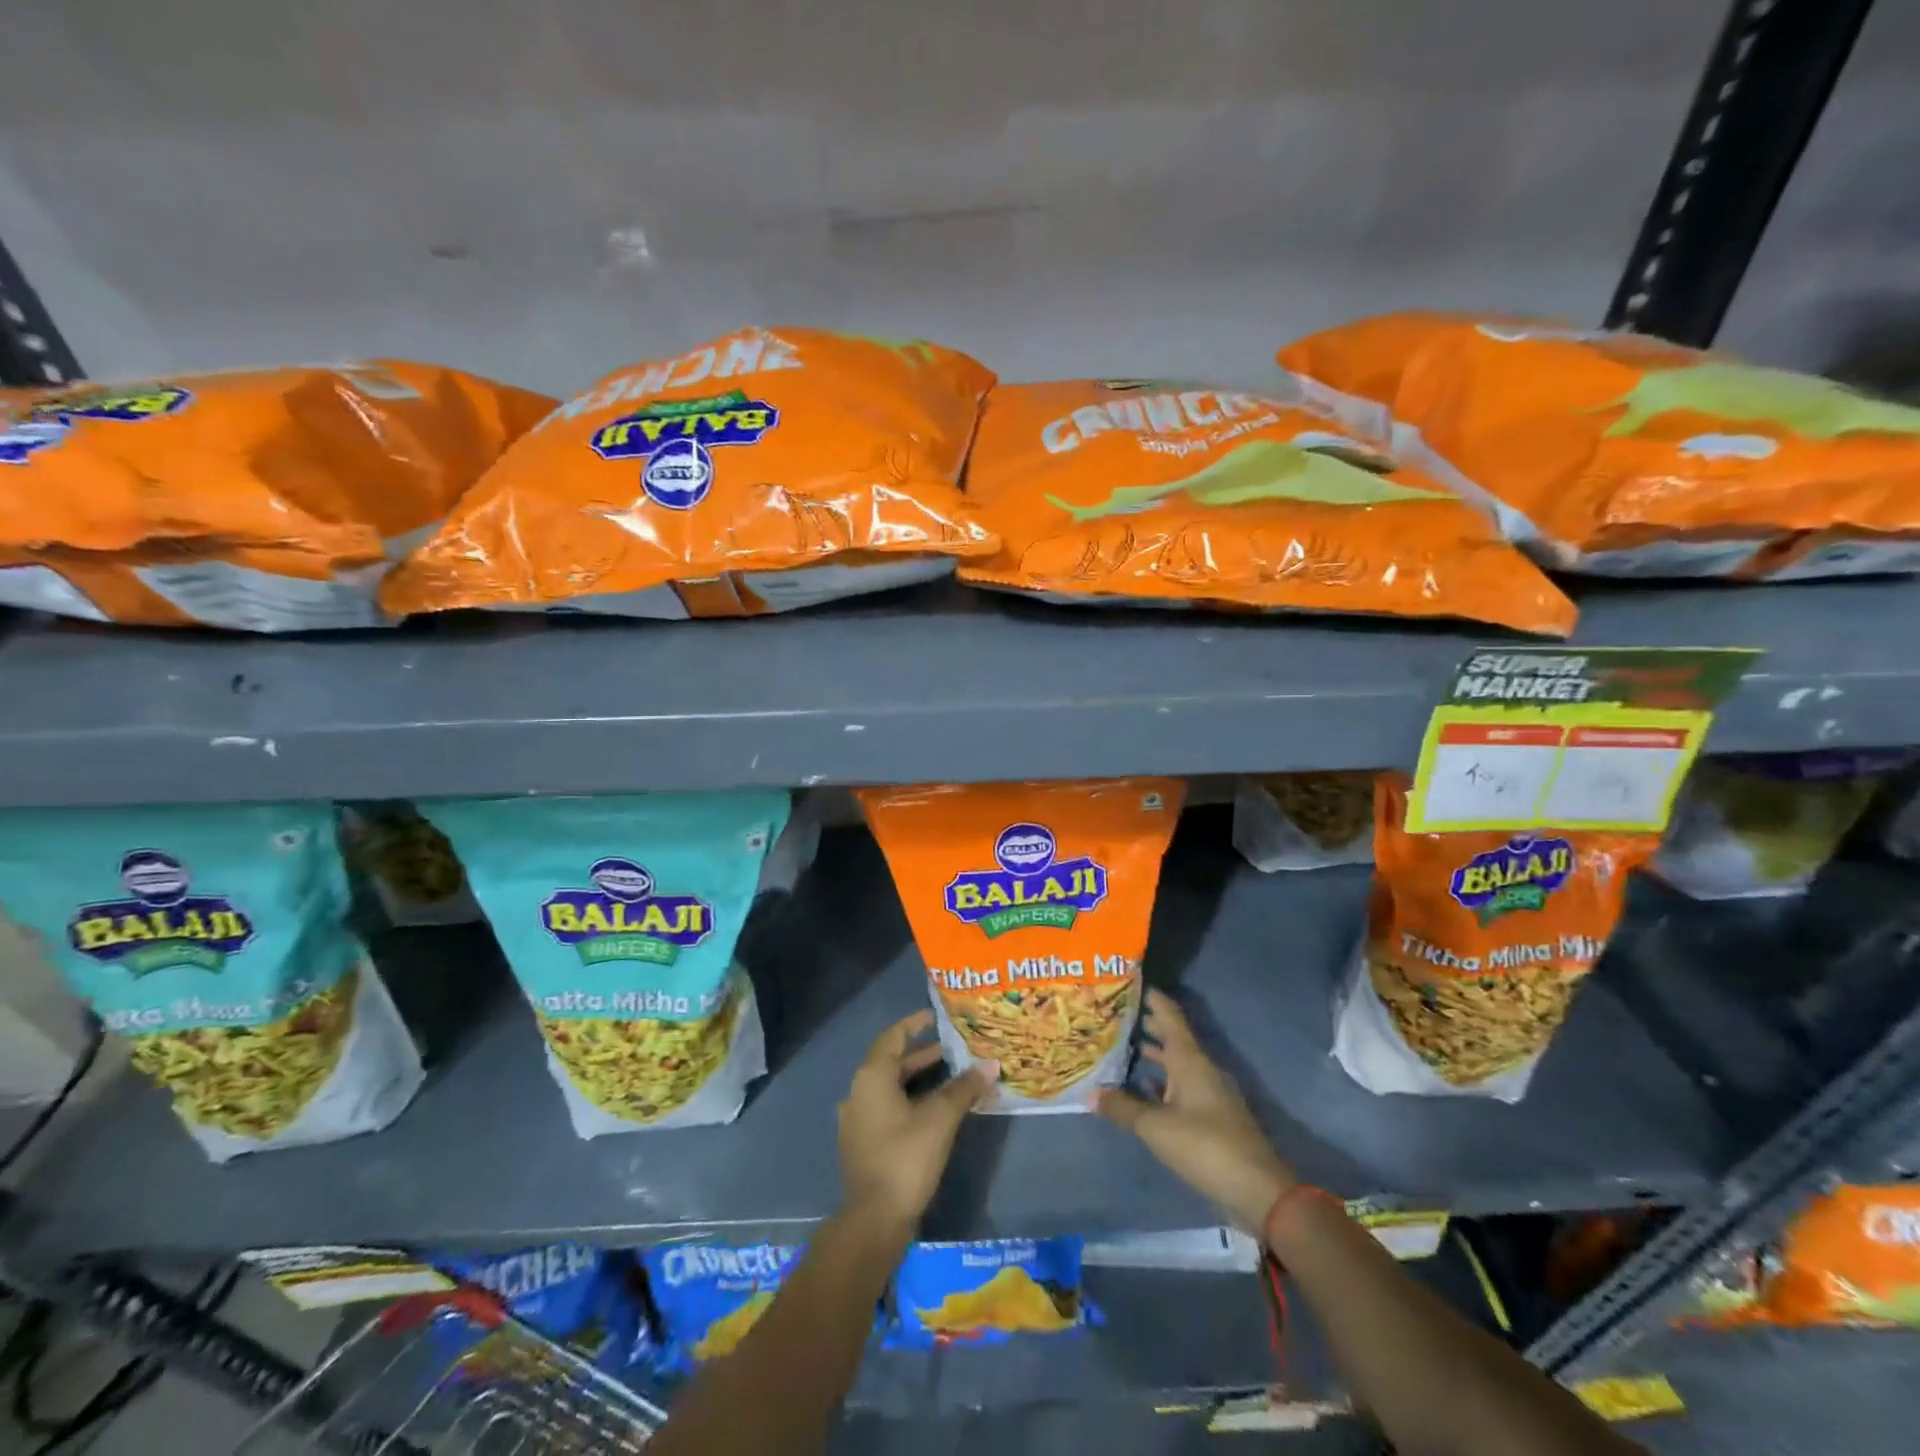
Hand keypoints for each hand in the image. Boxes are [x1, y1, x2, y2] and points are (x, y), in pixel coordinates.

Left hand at [838, 1011, 995, 1230]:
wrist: (873, 1221)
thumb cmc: (905, 1158)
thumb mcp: (940, 1119)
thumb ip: (963, 1088)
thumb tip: (990, 1065)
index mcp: (872, 1077)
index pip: (893, 1037)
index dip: (914, 1024)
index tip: (936, 1017)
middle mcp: (858, 1092)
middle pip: (892, 1063)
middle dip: (922, 1055)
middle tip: (953, 1050)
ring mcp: (857, 1120)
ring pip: (890, 1088)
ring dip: (918, 1080)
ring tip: (950, 1078)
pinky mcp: (863, 1144)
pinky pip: (887, 1109)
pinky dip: (910, 1101)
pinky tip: (933, 1112)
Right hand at [1096, 989, 1297, 1234]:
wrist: (1258, 1191)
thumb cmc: (1206, 1146)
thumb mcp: (1156, 1127)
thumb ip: (1123, 1107)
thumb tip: (1089, 1093)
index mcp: (1190, 1059)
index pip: (1169, 1014)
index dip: (1151, 997)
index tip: (1126, 982)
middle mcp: (1200, 1068)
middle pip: (1171, 1037)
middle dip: (1145, 1024)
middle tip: (1112, 1014)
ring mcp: (1208, 1093)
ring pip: (1175, 1063)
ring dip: (1151, 1054)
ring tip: (1119, 1047)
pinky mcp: (1211, 1117)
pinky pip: (1179, 1087)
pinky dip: (1159, 1082)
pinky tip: (1140, 1089)